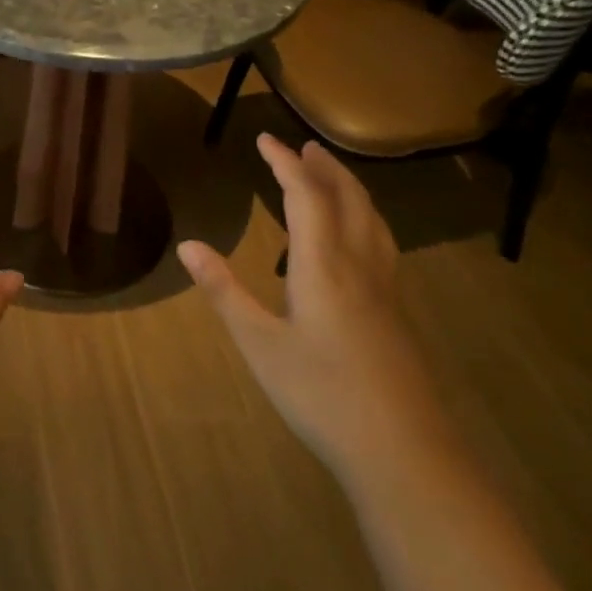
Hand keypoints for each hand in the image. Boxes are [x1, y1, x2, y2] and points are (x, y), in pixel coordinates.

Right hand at [177, 135, 452, 484]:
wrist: (403, 451)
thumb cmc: (321, 394)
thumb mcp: (259, 344)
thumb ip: (225, 291)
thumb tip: (188, 246)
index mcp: (323, 267)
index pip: (306, 198)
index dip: (285, 164)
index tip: (265, 139)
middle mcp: (360, 266)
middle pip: (348, 200)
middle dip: (324, 168)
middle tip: (303, 146)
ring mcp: (386, 290)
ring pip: (372, 220)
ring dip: (350, 189)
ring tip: (331, 175)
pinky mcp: (397, 312)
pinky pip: (381, 243)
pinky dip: (364, 218)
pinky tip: (357, 239)